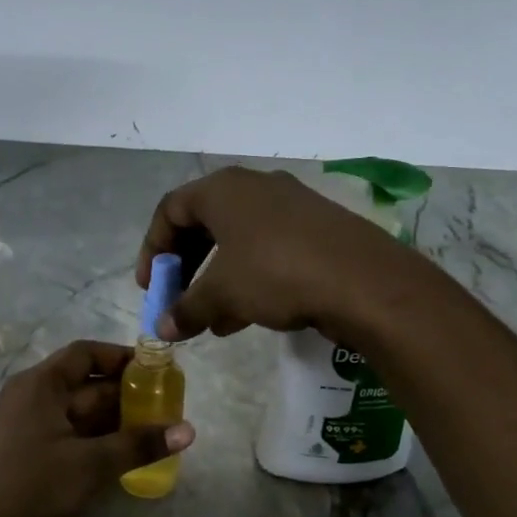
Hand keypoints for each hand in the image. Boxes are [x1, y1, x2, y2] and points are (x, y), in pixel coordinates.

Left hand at [0, 341, 195, 516]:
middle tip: (166, 405)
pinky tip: (123, 453)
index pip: (84, 354)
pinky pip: (68, 435)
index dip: (121, 357)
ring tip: (154, 430)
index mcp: (38, 385)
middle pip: (84, 384)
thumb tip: (189, 430)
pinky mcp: (26, 456)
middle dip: (125, 393)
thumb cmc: (33, 491)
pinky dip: (96, 439)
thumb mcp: (90, 465)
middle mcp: (29, 398)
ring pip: (78, 413)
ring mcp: (25, 428)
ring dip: (114, 419)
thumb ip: (139, 444)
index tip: (156, 369)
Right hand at [135, 167, 415, 340]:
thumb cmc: (277, 274)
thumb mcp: (223, 294)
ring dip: (217, 278)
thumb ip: (186, 309)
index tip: (151, 286)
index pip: (171, 211)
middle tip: (178, 297)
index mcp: (224, 189)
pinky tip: (247, 317)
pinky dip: (249, 278)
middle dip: (186, 266)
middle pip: (204, 223)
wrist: (365, 281)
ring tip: (210, 320)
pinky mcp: (317, 227)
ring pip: (238, 240)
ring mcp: (290, 205)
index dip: (153, 250)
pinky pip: (268, 249)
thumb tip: (162, 329)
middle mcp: (255, 187)